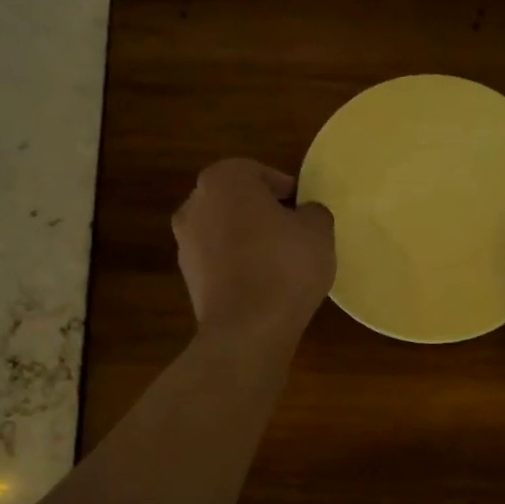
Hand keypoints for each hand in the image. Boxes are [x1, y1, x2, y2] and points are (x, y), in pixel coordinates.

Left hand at [173, 159, 334, 344]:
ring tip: (281, 264)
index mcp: (224, 180)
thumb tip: (304, 215)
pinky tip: (264, 286)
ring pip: (226, 232)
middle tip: (295, 233)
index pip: (259, 173)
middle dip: (264, 214)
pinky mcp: (188, 279)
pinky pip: (220, 262)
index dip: (286, 190)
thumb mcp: (319, 230)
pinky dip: (238, 267)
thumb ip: (313, 212)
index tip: (305, 210)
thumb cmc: (285, 266)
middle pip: (237, 202)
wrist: (247, 329)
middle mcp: (195, 205)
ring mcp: (185, 243)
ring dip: (249, 241)